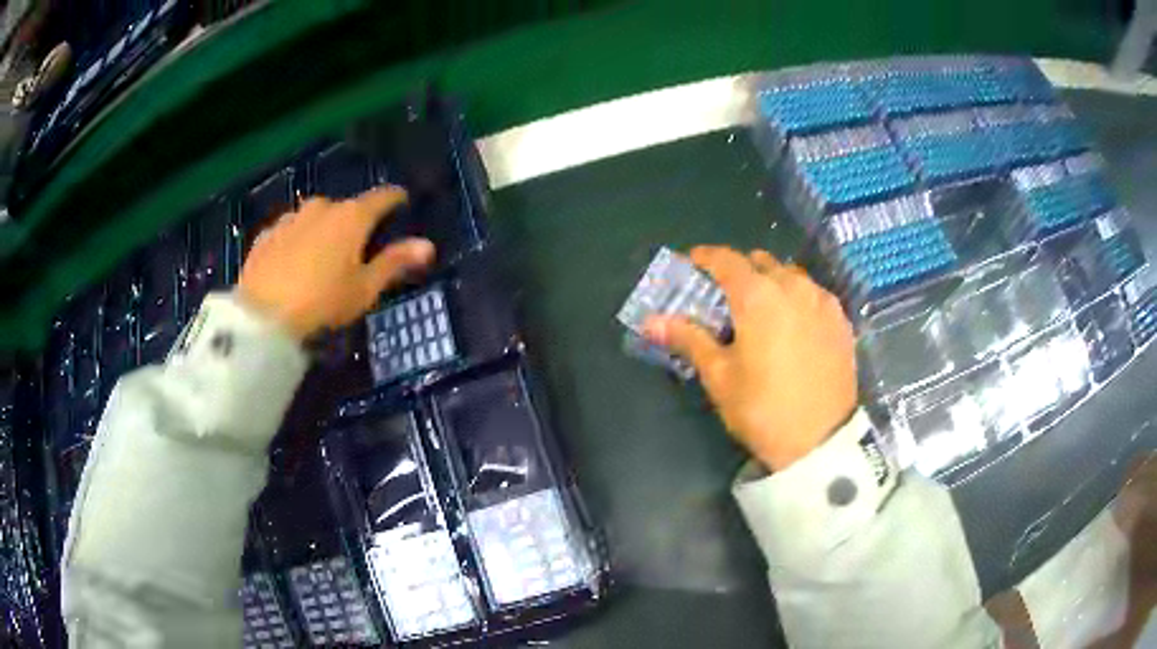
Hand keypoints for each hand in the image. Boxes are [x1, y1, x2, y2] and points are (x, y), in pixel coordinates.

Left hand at [238, 187, 434, 339]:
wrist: (263, 316)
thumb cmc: (322, 302)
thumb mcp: (364, 289)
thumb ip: (395, 262)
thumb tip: (428, 245)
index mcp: (352, 217)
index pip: (382, 197)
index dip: (395, 198)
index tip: (402, 201)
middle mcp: (322, 207)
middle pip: (346, 207)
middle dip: (354, 221)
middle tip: (356, 246)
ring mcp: (290, 218)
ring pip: (315, 217)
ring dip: (323, 229)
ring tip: (322, 255)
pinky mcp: (267, 234)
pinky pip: (290, 230)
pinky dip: (297, 240)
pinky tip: (293, 262)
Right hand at [644, 246, 856, 470]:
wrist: (822, 441)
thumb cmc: (762, 408)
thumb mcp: (720, 376)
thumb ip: (689, 339)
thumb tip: (651, 321)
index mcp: (758, 295)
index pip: (726, 260)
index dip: (705, 257)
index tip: (692, 262)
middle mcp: (793, 286)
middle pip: (761, 263)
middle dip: (740, 271)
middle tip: (725, 296)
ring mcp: (822, 301)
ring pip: (791, 276)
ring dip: (771, 282)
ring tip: (762, 310)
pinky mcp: (841, 320)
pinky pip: (814, 294)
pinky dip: (797, 298)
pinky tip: (793, 324)